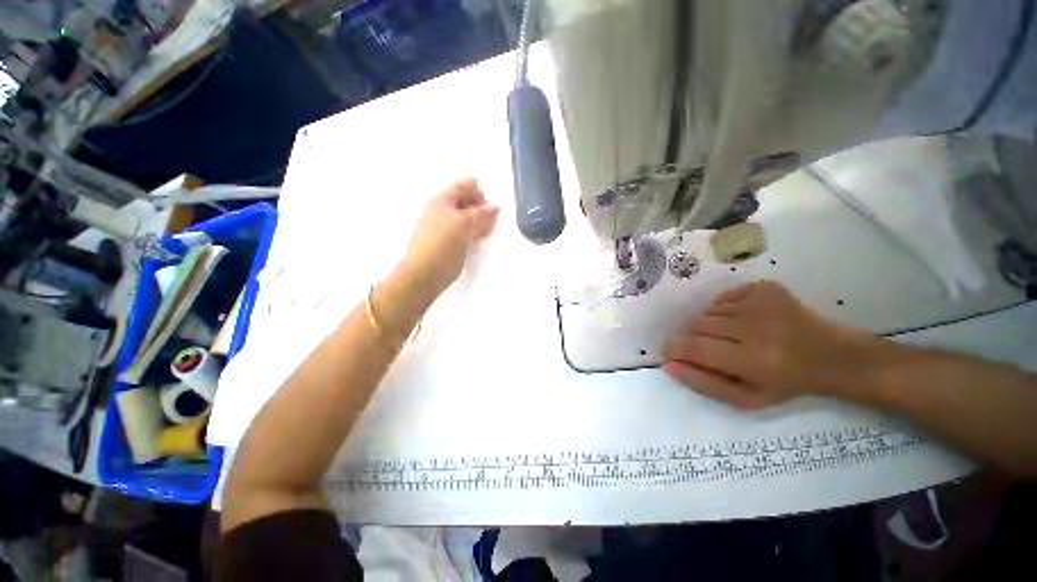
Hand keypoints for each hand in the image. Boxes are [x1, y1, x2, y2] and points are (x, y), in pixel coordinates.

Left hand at [401, 178, 499, 298]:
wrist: (425, 273)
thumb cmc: (442, 244)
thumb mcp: (463, 224)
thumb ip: (480, 214)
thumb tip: (495, 206)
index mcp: (442, 201)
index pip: (462, 186)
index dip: (477, 190)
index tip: (489, 202)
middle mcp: (442, 211)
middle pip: (465, 202)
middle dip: (481, 207)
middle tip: (493, 218)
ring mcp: (445, 228)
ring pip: (467, 219)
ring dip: (480, 222)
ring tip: (490, 229)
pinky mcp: (449, 243)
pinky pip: (465, 232)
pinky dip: (475, 233)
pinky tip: (481, 239)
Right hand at [662, 281, 872, 408]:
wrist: (831, 355)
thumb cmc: (785, 383)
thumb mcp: (745, 398)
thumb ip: (704, 384)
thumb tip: (668, 365)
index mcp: (753, 360)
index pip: (695, 347)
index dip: (675, 348)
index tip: (670, 352)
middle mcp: (755, 326)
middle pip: (697, 325)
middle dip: (691, 337)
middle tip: (706, 348)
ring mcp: (761, 302)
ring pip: (708, 310)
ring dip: (708, 324)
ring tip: (728, 336)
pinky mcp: (765, 288)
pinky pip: (724, 297)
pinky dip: (723, 309)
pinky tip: (741, 321)